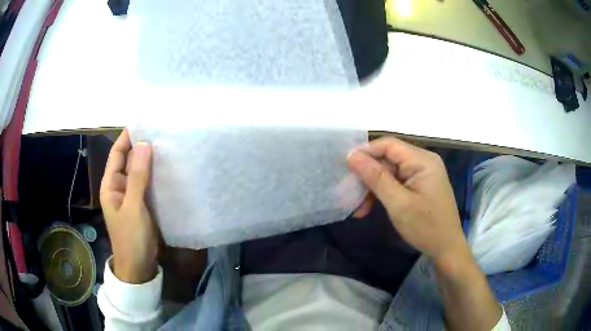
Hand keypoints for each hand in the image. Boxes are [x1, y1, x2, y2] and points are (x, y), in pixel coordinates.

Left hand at [100, 129, 157, 283]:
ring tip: (168, 145)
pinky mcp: (143, 204)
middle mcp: (120, 186)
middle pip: (129, 160)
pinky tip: (168, 168)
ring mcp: (132, 195)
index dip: (127, 137)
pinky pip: (148, 184)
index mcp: (111, 184)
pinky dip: (155, 175)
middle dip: (141, 146)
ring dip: (150, 160)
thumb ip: (138, 176)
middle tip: (161, 131)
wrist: (139, 266)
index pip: (117, 153)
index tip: (144, 122)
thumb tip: (144, 144)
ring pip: (140, 172)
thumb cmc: (131, 237)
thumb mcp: (133, 206)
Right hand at [347, 137, 468, 265]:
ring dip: (372, 188)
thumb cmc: (426, 227)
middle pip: (388, 159)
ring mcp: (422, 174)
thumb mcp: (398, 204)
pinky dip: (382, 194)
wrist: (446, 249)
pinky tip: (368, 208)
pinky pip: (396, 183)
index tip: (345, 166)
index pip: (388, 145)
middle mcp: (423, 162)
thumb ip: (375, 178)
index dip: (365, 152)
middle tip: (347, 193)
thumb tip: (351, 156)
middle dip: (367, 176)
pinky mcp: (419, 186)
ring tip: (357, 208)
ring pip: (389, 173)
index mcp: (422, 160)